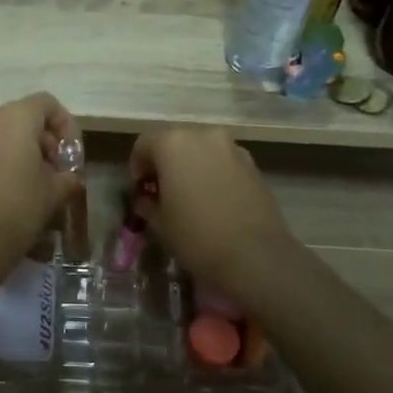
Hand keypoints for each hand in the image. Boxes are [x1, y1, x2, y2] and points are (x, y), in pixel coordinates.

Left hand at [0, 94, 81, 265]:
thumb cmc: (17, 209)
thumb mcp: (55, 193)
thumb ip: (68, 177)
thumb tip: (70, 177)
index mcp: (15, 117)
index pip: (47, 104)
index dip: (66, 126)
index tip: (71, 156)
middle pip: (23, 119)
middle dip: (44, 142)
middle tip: (57, 173)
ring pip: (2, 135)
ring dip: (22, 153)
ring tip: (35, 186)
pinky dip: (1, 163)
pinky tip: (10, 194)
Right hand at [129, 128, 295, 297]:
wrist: (255, 256)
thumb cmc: (197, 237)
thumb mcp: (160, 223)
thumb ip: (148, 203)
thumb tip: (147, 199)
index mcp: (172, 144)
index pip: (144, 144)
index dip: (137, 166)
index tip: (140, 190)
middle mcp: (203, 135)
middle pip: (174, 141)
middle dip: (165, 163)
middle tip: (163, 191)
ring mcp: (231, 147)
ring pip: (201, 149)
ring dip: (191, 166)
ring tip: (190, 196)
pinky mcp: (253, 164)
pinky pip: (223, 161)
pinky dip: (213, 172)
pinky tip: (214, 200)